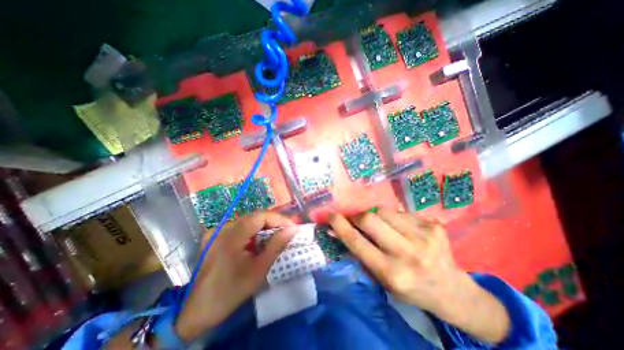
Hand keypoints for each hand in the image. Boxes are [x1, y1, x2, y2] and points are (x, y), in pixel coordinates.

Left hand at [174, 213, 297, 339]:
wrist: (197, 310)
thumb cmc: (231, 291)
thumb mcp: (259, 270)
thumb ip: (276, 246)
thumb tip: (293, 229)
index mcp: (231, 237)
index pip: (260, 216)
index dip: (278, 219)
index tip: (292, 227)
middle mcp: (222, 228)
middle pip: (254, 216)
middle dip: (273, 222)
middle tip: (286, 231)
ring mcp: (216, 231)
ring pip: (247, 220)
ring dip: (263, 226)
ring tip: (275, 236)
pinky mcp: (214, 235)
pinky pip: (238, 226)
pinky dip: (252, 230)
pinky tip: (256, 241)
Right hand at [328, 209, 458, 309]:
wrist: (451, 290)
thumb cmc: (410, 288)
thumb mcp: (380, 277)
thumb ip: (358, 251)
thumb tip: (336, 231)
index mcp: (391, 272)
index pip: (357, 241)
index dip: (340, 225)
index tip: (330, 215)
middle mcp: (407, 253)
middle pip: (370, 218)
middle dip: (357, 216)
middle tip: (355, 219)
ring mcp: (423, 237)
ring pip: (384, 211)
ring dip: (376, 216)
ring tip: (381, 226)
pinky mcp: (433, 226)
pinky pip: (401, 213)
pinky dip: (393, 218)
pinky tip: (401, 230)